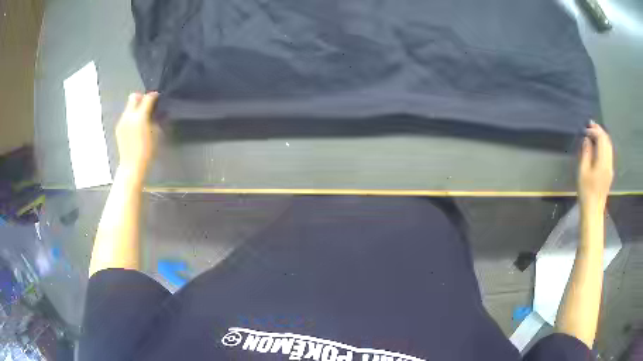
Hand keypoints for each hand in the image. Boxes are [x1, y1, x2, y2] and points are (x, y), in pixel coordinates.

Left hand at [115, 92, 159, 177]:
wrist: (132, 166)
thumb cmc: (148, 151)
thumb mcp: (156, 133)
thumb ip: (154, 119)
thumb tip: (153, 112)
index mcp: (140, 116)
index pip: (147, 98)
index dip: (154, 96)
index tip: (158, 97)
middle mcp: (129, 116)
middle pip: (134, 97)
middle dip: (141, 98)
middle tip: (147, 105)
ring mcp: (122, 121)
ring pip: (129, 106)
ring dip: (136, 108)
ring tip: (142, 117)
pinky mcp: (118, 128)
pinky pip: (126, 116)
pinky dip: (131, 116)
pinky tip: (135, 126)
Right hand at [578, 121, 613, 208]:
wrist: (593, 210)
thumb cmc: (586, 191)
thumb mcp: (582, 172)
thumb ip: (586, 153)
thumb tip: (587, 140)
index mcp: (602, 162)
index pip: (601, 139)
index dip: (594, 130)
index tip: (586, 129)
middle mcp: (609, 163)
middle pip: (607, 141)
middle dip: (599, 131)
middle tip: (590, 126)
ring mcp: (610, 168)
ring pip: (609, 146)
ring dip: (602, 137)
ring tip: (594, 133)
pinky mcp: (609, 172)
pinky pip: (609, 153)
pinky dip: (604, 145)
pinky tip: (598, 146)